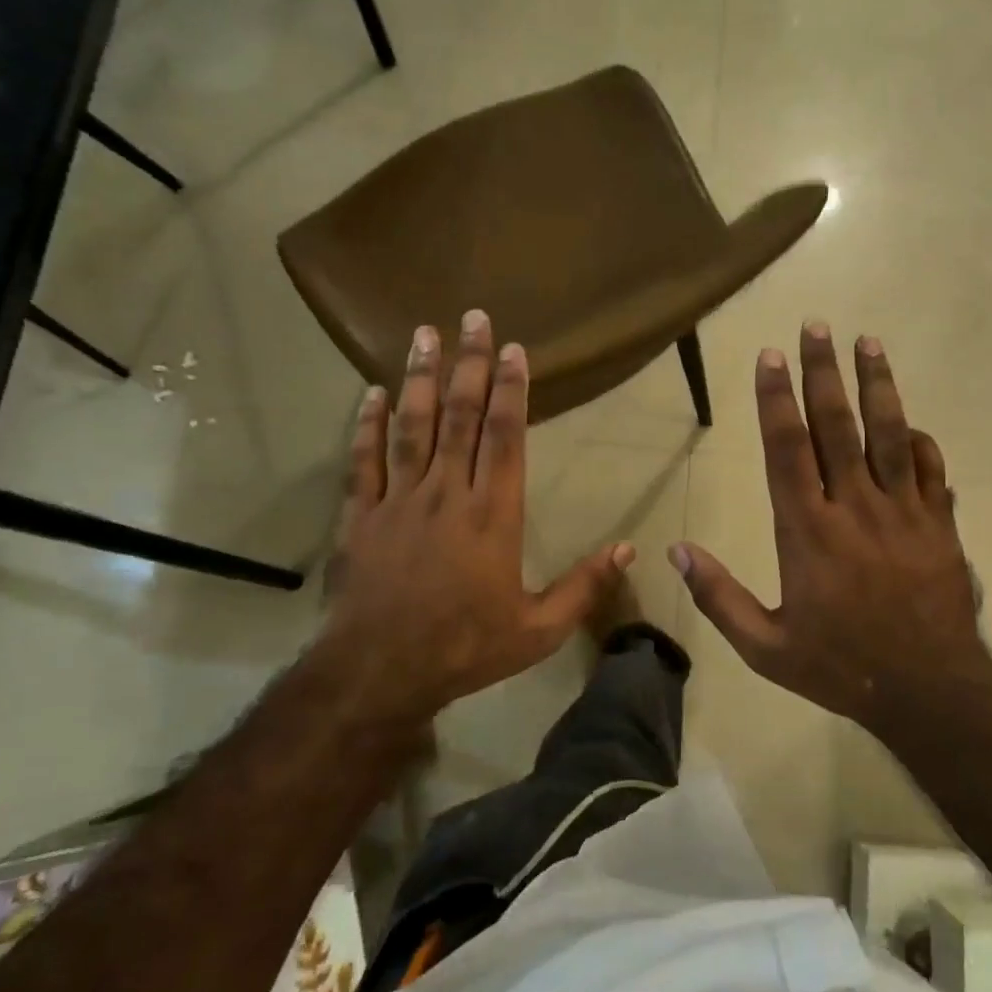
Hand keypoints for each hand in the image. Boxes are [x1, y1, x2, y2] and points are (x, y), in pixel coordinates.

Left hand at [307, 311, 633, 726]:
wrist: (381, 672)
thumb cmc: (466, 647)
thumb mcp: (539, 629)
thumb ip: (585, 586)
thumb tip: (630, 549)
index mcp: (493, 514)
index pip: (505, 437)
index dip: (512, 390)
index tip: (514, 350)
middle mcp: (447, 493)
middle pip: (460, 416)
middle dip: (469, 365)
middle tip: (472, 318)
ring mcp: (399, 500)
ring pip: (411, 426)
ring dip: (418, 378)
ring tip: (422, 335)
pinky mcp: (361, 516)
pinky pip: (363, 460)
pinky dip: (366, 424)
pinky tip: (371, 392)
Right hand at [670, 322, 989, 731]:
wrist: (930, 690)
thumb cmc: (840, 666)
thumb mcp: (765, 648)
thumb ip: (719, 597)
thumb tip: (677, 552)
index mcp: (808, 532)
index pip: (787, 449)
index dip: (776, 399)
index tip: (770, 356)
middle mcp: (855, 508)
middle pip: (837, 426)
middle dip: (823, 372)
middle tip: (817, 326)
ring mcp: (904, 512)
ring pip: (889, 434)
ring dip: (877, 385)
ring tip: (869, 343)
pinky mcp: (940, 525)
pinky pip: (932, 470)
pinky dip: (921, 442)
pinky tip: (912, 423)